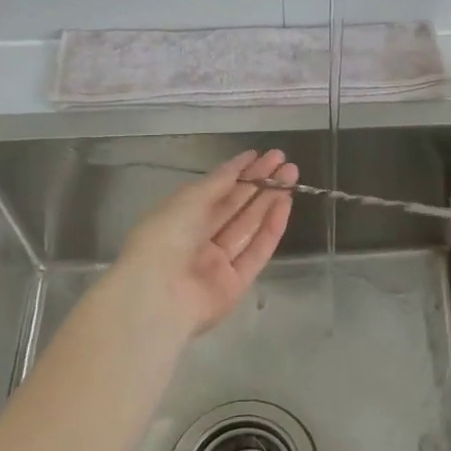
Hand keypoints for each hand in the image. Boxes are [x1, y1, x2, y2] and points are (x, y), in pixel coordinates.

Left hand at [106, 150, 297, 340]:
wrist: (158, 295)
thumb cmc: (165, 238)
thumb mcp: (188, 200)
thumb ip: (218, 182)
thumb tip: (239, 164)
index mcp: (179, 217)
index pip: (214, 191)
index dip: (237, 172)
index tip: (259, 155)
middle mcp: (199, 239)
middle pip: (235, 206)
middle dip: (259, 182)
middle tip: (284, 160)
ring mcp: (218, 262)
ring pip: (249, 226)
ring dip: (270, 199)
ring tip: (292, 175)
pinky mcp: (237, 283)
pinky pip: (257, 250)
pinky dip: (272, 227)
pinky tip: (285, 203)